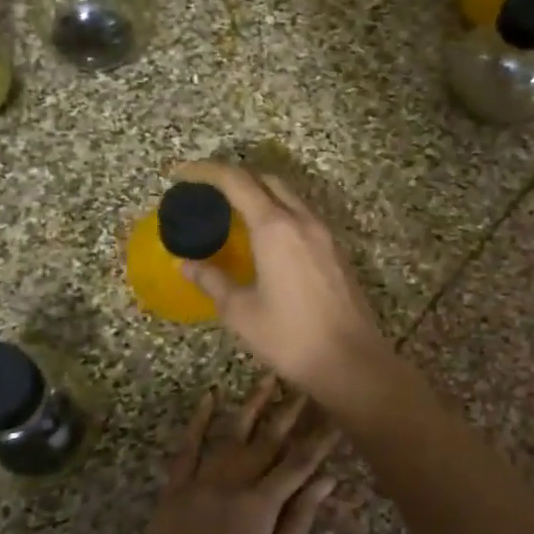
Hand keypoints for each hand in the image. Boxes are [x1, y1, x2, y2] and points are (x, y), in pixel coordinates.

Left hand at [125, 377, 338, 533]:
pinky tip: (209, 398)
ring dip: (252, 406)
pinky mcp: (173, 491)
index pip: (299, 463)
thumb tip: (327, 479)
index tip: (336, 413)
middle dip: (290, 412)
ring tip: (268, 379)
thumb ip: (300, 518)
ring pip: (231, 436)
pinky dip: (197, 422)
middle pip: (267, 441)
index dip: (320, 438)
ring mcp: (199, 483)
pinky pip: (186, 449)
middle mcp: (231, 484)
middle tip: (306, 385)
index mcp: (260, 505)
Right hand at [173, 160, 392, 400]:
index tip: (182, 174)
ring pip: (290, 197)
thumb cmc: (290, 337)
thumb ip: (212, 280)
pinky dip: (280, 214)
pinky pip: (304, 217)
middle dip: (235, 177)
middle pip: (267, 180)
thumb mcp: (241, 311)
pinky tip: (266, 240)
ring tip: (234, 214)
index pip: (236, 181)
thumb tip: (186, 263)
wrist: (351, 361)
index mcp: (275, 228)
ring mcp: (325, 234)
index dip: (206, 172)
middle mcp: (303, 220)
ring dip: (260, 194)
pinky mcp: (337, 251)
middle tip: (208, 193)